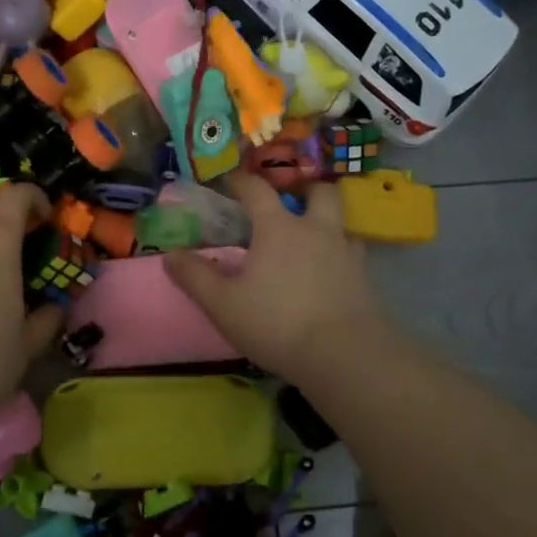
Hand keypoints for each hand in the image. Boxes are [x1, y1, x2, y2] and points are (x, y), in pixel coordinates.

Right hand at [165, 172, 386, 386]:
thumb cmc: (276, 322)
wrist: (344, 355)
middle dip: (305, 190)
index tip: (230, 181)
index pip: (258, 189)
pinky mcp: (366, 280)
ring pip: (343, 223)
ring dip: (328, 223)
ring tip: (312, 240)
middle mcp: (316, 230)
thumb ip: (195, 277)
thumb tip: (170, 255)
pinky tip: (331, 274)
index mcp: (278, 228)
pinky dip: (341, 256)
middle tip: (291, 201)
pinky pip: (354, 255)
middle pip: (319, 192)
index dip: (241, 181)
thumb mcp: (223, 304)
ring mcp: (347, 253)